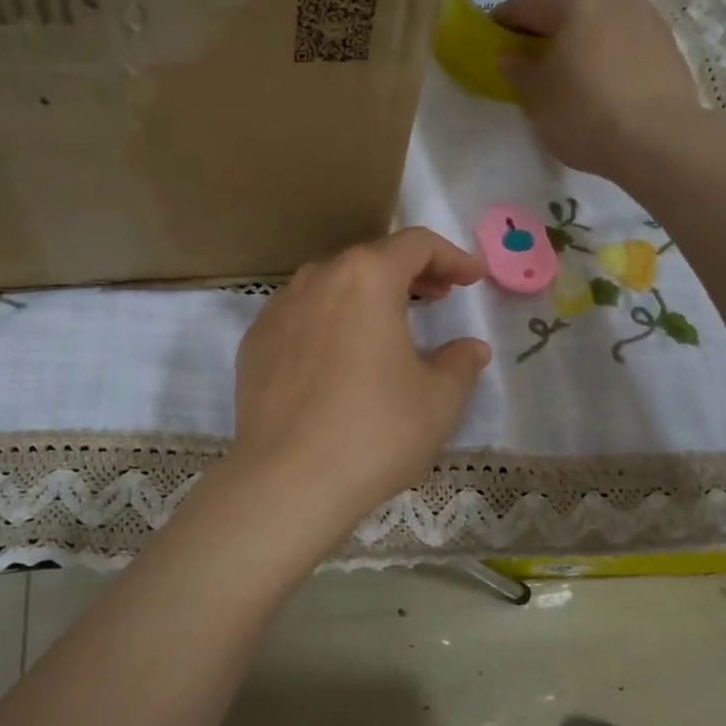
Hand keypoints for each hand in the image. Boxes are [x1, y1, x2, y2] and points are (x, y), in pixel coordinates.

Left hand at [228, 228, 492, 540]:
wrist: (287, 481)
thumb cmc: (375, 431)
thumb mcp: (438, 399)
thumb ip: (460, 363)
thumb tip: (470, 349)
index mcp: (366, 277)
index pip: (415, 245)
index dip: (451, 256)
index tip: (471, 278)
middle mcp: (317, 279)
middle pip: (370, 260)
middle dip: (409, 273)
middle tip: (437, 296)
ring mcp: (277, 310)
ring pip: (330, 286)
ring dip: (365, 296)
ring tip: (388, 325)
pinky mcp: (254, 343)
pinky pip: (300, 317)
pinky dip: (328, 322)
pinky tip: (338, 358)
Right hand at [494, 0, 703, 177]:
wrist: (658, 139)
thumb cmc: (584, 113)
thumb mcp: (537, 97)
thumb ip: (519, 71)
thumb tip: (509, 56)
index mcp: (575, 4)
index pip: (529, 5)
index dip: (506, 19)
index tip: (492, 32)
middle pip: (569, 9)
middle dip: (547, 29)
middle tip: (530, 54)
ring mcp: (647, 17)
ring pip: (601, 23)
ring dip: (582, 40)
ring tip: (569, 69)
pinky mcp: (668, 43)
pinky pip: (625, 41)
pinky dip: (608, 53)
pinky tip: (601, 79)